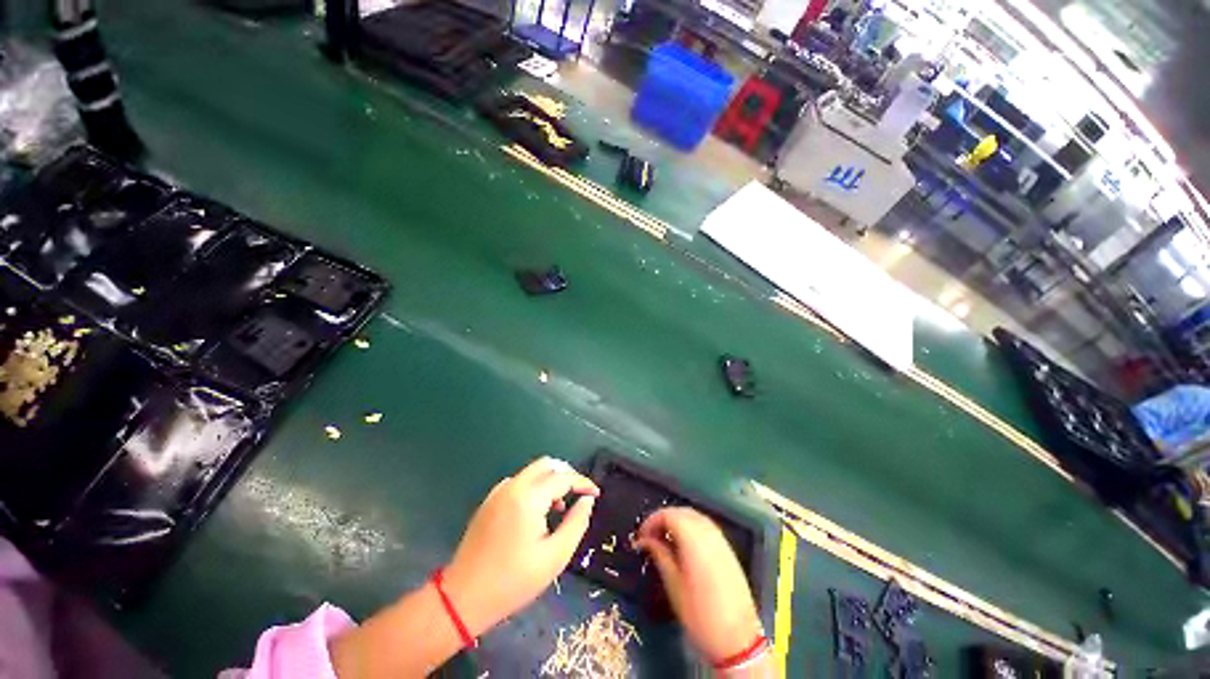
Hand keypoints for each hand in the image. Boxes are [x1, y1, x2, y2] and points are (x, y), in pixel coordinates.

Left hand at [442, 457, 598, 635]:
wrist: (463, 598)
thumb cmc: (513, 581)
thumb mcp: (555, 556)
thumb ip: (577, 523)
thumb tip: (587, 500)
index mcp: (528, 497)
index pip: (563, 477)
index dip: (583, 482)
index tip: (595, 493)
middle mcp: (513, 486)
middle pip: (547, 464)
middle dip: (567, 474)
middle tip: (579, 494)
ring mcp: (498, 492)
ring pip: (532, 472)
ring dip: (551, 480)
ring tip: (560, 507)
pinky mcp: (490, 501)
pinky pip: (519, 482)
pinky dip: (535, 487)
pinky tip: (537, 512)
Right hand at [635, 507, 763, 663]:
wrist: (737, 640)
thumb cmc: (700, 615)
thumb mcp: (673, 585)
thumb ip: (659, 554)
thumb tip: (645, 540)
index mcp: (694, 539)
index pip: (668, 514)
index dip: (651, 520)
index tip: (641, 536)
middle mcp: (709, 533)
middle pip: (682, 512)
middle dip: (664, 518)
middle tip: (650, 536)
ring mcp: (721, 540)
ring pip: (695, 517)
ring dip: (677, 521)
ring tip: (664, 539)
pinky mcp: (728, 549)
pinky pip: (706, 527)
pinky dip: (691, 527)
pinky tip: (684, 545)